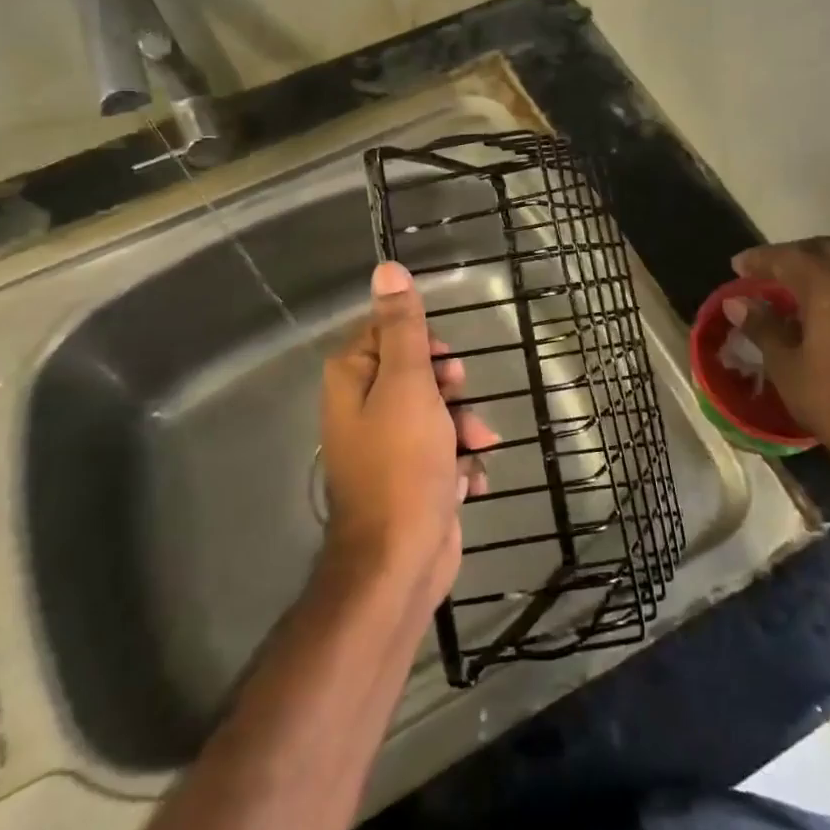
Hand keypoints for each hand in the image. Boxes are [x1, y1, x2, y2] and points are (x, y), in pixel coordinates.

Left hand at [320, 262, 494, 599]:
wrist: (400, 560)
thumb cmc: (402, 463)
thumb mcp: (407, 384)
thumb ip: (402, 327)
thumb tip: (386, 269)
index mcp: (353, 378)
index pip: (389, 332)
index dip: (423, 342)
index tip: (444, 362)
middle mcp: (364, 407)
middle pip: (418, 371)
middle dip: (450, 387)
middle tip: (460, 399)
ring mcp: (389, 446)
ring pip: (438, 411)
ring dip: (464, 425)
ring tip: (477, 445)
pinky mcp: (412, 477)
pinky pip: (444, 451)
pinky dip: (461, 461)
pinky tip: (469, 479)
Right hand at [727, 237, 829, 469]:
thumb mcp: (786, 365)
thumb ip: (762, 327)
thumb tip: (737, 302)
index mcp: (828, 289)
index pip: (789, 258)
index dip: (760, 259)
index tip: (736, 266)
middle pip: (823, 252)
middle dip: (791, 256)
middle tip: (763, 274)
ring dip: (812, 275)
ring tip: (784, 297)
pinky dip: (829, 293)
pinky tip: (812, 320)